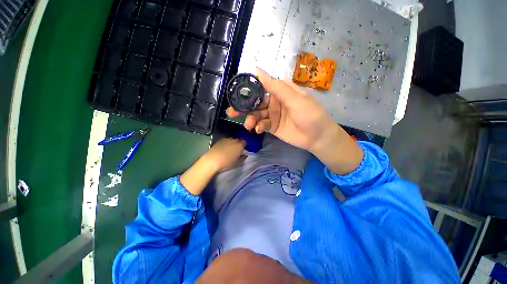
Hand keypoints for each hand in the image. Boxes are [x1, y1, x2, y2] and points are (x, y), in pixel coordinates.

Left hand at [203, 138, 245, 171]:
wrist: (212, 160)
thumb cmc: (227, 163)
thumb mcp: (237, 163)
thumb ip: (242, 158)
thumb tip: (244, 155)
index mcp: (240, 145)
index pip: (244, 143)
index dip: (243, 146)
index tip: (242, 151)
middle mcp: (234, 140)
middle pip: (238, 140)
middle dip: (238, 144)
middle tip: (236, 151)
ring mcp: (226, 139)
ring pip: (231, 140)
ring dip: (231, 143)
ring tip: (229, 150)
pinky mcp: (219, 140)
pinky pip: (225, 141)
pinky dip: (225, 144)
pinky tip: (222, 149)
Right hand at [227, 68, 362, 173]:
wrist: (317, 137)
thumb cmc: (309, 114)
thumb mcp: (294, 98)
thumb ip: (276, 86)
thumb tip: (257, 70)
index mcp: (280, 91)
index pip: (261, 87)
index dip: (248, 90)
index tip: (236, 93)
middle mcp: (274, 102)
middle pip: (255, 103)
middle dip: (244, 107)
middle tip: (232, 111)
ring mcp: (272, 115)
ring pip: (256, 115)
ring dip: (250, 119)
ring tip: (248, 124)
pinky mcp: (272, 127)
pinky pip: (261, 125)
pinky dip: (258, 127)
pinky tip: (258, 129)